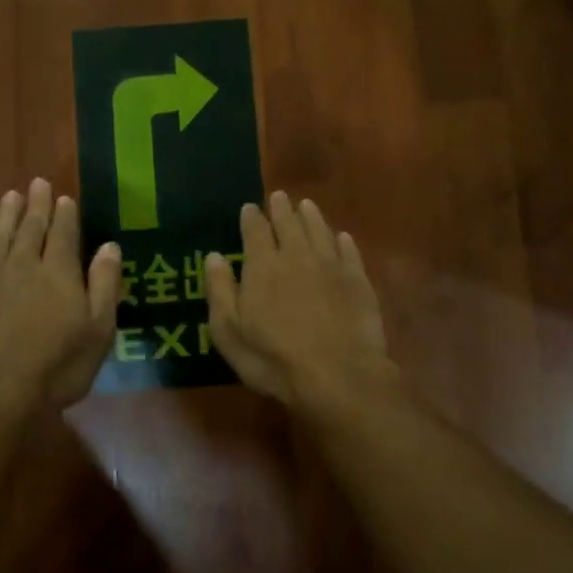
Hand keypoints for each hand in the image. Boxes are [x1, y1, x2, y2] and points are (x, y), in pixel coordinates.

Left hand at [0, 178, 121, 411]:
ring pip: (1, 237)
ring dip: (7, 215)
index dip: (65, 214)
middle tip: (37, 182)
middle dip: (37, 204)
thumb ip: (104, 284)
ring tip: (10, 195)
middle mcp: (25, 265)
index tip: (64, 196)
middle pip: (32, 228)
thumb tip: (110, 245)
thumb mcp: (99, 328)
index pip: (64, 234)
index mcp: (60, 272)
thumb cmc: (59, 364)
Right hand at [203, 192, 393, 409]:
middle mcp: (297, 256)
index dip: (251, 217)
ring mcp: (331, 266)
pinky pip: (349, 252)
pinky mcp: (358, 281)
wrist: (337, 375)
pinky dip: (343, 241)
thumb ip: (220, 290)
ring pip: (320, 231)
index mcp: (263, 266)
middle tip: (279, 197)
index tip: (249, 207)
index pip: (255, 231)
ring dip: (311, 216)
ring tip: (306, 205)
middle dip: (282, 209)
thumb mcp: (229, 332)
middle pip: (289, 224)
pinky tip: (342, 237)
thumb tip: (214, 256)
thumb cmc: (273, 359)